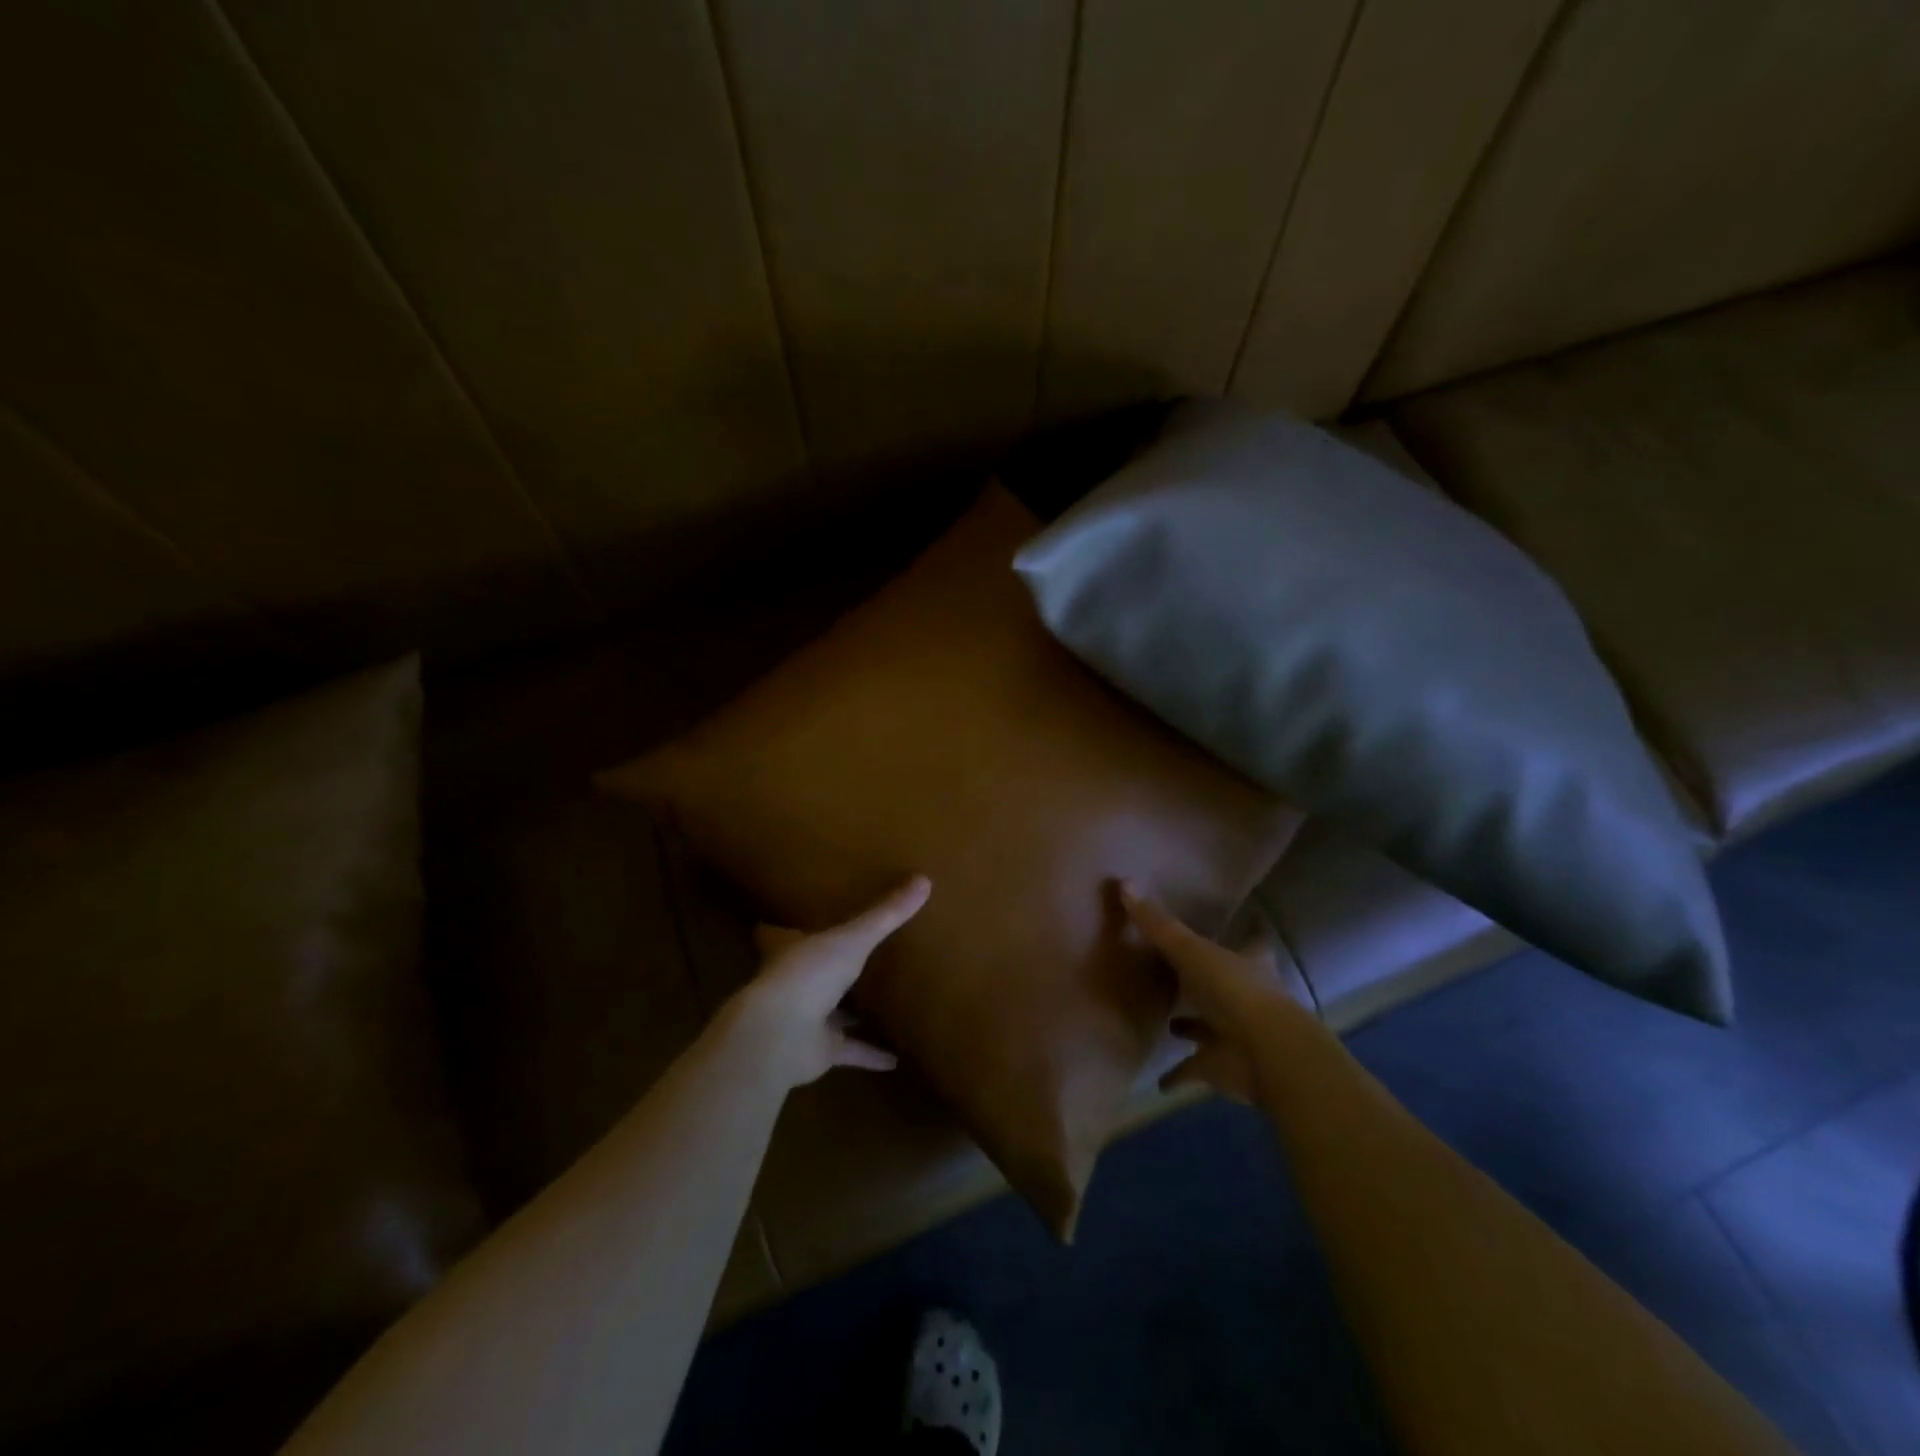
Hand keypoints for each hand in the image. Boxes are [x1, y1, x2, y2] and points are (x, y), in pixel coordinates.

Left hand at [726, 875, 931, 1088]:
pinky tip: (895, 1059)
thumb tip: (924, 880)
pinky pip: (849, 1050)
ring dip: (848, 1012)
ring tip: (878, 1003)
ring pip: (829, 1012)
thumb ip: (885, 914)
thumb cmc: (807, 974)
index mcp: (790, 950)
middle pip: (808, 971)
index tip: (791, 920)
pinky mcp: (819, 1050)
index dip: (784, 927)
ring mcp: (804, 1019)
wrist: (779, 1036)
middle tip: (853, 955)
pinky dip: (870, 1054)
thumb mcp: (852, 938)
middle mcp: (793, 982)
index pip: (779, 934)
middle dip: (826, 966)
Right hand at [1120, 882, 1302, 1104]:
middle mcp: (1246, 996)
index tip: (1246, 920)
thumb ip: (1158, 924)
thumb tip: (1124, 883)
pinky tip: (1158, 1081)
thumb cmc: (1234, 991)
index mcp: (1248, 963)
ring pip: (1210, 1027)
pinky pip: (1194, 1069)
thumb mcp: (1191, 951)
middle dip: (1207, 982)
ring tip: (1168, 1023)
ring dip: (1193, 1026)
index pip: (1253, 940)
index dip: (1249, 931)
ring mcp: (1235, 1034)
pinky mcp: (1221, 1066)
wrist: (1265, 1054)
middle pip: (1227, 984)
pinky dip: (1178, 1075)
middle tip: (1179, 973)